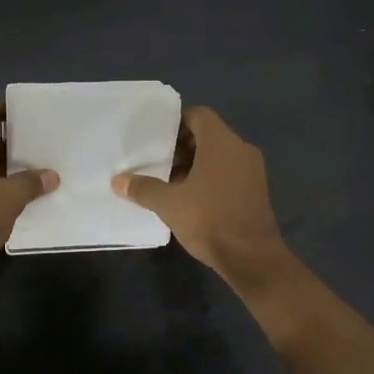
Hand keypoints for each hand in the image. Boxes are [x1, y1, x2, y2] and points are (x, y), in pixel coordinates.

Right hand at [112, 106, 292, 288]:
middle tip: (158, 161)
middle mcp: (241, 149)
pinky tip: (191, 198)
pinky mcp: (256, 191)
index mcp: (222, 142)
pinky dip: (210, 177)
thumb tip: (117, 181)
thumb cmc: (209, 220)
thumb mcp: (169, 204)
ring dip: (195, 164)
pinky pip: (229, 172)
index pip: (199, 115)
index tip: (157, 138)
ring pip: (219, 155)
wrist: (252, 258)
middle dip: (182, 146)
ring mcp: (252, 171)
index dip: (177, 122)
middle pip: (209, 135)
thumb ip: (143, 188)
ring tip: (170, 182)